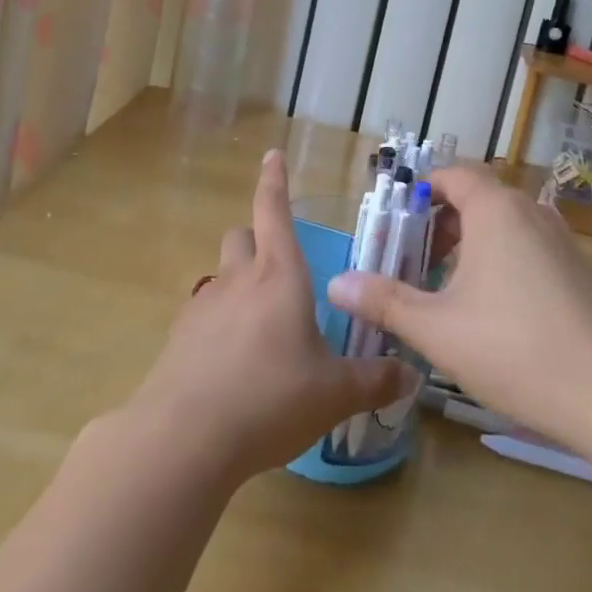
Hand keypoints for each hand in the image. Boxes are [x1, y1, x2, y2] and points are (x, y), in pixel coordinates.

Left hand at [125, 150, 416, 485]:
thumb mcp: (333, 394)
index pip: (274, 210)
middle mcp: (239, 279)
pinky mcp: (180, 337)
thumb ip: (374, 380)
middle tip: (280, 269)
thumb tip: (411, 375)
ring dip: (240, 283)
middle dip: (259, 240)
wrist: (184, 436)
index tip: (271, 155)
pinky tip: (233, 362)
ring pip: (222, 274)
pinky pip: (204, 313)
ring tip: (261, 326)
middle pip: (242, 236)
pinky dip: (220, 322)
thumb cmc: (270, 398)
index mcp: (279, 275)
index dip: (274, 180)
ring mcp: (204, 306)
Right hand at [327, 162, 591, 453]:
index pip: (451, 175)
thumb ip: (384, 301)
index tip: (395, 226)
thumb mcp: (437, 329)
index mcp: (496, 210)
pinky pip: (528, 248)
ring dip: (470, 245)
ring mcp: (561, 241)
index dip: (419, 192)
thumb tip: (336, 284)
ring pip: (503, 225)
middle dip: (439, 224)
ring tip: (445, 288)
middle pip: (476, 198)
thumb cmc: (516, 350)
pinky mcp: (580, 272)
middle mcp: (530, 212)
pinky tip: (491, 312)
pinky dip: (500, 261)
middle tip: (413, 261)